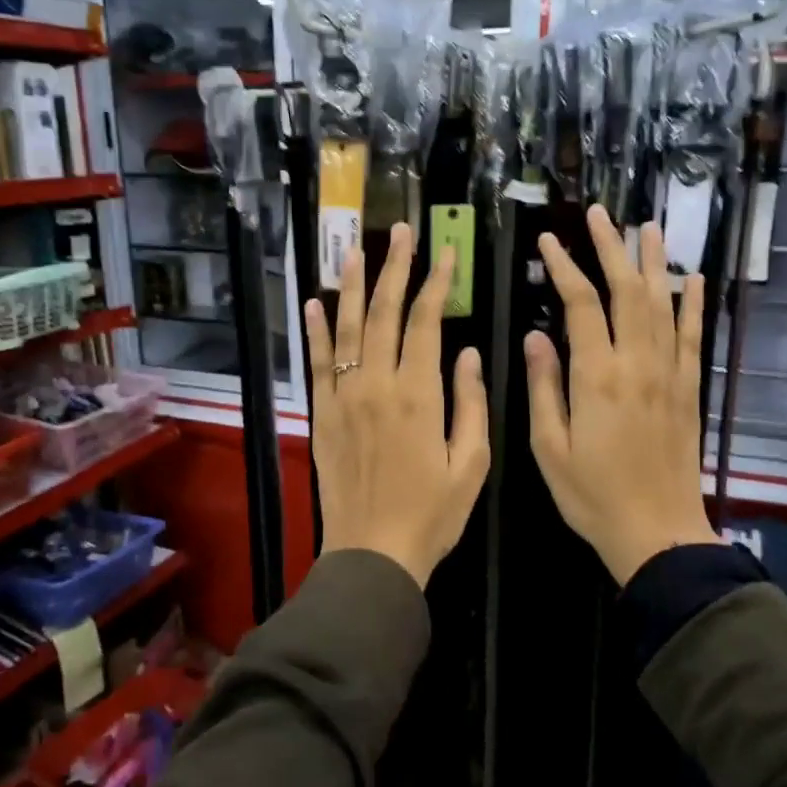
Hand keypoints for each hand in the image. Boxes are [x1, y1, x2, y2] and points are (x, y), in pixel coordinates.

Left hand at [305, 221, 490, 588]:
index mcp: (418, 395)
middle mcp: (376, 385)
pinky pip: (316, 363)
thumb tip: (469, 352)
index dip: (435, 283)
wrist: (373, 554)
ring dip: (351, 285)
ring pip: (346, 329)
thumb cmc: (432, 514)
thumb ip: (471, 403)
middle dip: (393, 268)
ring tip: (354, 249)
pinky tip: (315, 301)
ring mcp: (343, 398)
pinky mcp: (322, 415)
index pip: (425, 322)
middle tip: (400, 232)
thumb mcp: (471, 464)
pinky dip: (315, 330)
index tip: (445, 253)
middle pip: (382, 313)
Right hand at [525, 206, 719, 585]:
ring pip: (663, 304)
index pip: (580, 305)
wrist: (656, 532)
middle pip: (627, 290)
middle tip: (598, 214)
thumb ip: (544, 387)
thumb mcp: (548, 447)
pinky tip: (693, 278)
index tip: (549, 241)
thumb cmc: (592, 495)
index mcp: (597, 377)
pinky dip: (693, 304)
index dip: (564, 267)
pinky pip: (693, 337)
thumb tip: (534, 337)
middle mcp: (638, 364)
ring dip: (654, 262)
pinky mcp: (689, 389)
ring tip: (647, 226)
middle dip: (611, 248)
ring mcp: (670, 374)